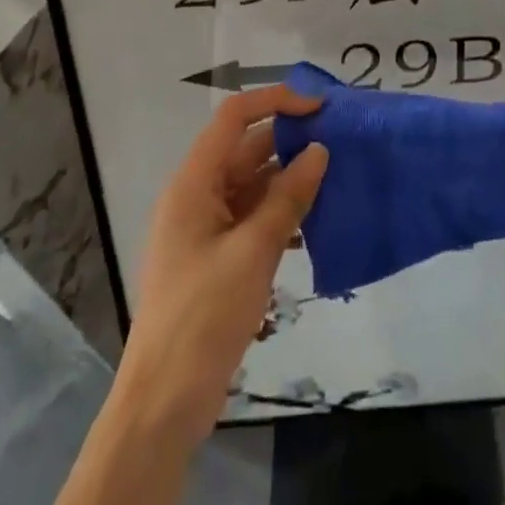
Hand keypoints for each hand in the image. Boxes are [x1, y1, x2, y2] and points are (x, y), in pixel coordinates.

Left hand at [117, 85, 329, 438]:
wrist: (164, 402)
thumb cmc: (203, 316)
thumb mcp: (252, 252)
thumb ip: (288, 198)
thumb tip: (319, 151)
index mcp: (193, 183)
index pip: (234, 117)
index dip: (275, 102)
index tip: (320, 108)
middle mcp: (197, 195)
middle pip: (246, 149)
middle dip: (290, 141)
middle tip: (339, 143)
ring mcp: (206, 228)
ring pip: (253, 184)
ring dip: (289, 180)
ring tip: (336, 180)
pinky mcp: (217, 257)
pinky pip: (252, 217)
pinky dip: (281, 214)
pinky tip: (313, 226)